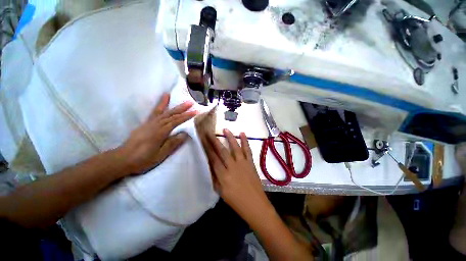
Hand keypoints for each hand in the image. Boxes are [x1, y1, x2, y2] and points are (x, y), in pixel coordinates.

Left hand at [118, 93, 195, 173]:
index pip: (176, 121)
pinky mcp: (145, 124)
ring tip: (171, 95)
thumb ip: (172, 143)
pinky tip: (160, 103)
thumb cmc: (143, 159)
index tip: (195, 112)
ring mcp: (149, 123)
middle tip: (190, 102)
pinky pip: (154, 113)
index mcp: (160, 132)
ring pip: (162, 112)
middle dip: (181, 108)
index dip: (187, 116)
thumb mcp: (160, 154)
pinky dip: (158, 106)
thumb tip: (184, 134)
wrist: (122, 159)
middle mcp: (155, 125)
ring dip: (170, 104)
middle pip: (171, 114)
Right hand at [203, 129, 272, 223]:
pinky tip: (242, 133)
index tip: (203, 141)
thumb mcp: (221, 192)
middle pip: (222, 151)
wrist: (255, 204)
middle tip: (209, 133)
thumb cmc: (236, 201)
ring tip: (225, 129)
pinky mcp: (250, 163)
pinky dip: (245, 141)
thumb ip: (215, 178)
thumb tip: (210, 165)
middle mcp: (232, 167)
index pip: (213, 159)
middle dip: (214, 141)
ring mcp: (243, 163)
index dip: (207, 149)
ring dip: (230, 137)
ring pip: (235, 148)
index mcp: (223, 176)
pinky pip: (247, 150)